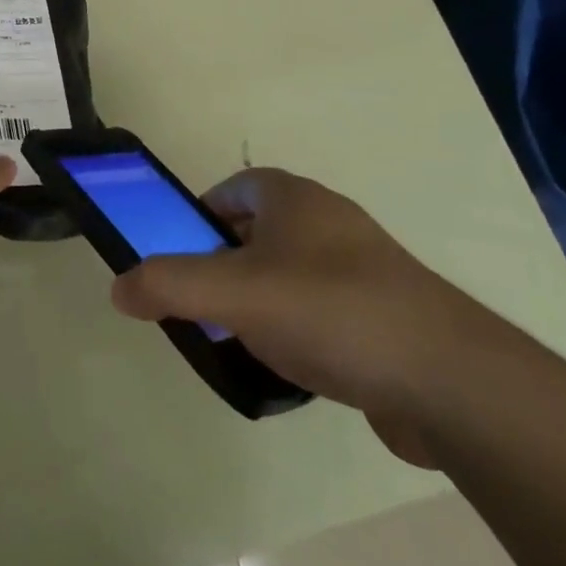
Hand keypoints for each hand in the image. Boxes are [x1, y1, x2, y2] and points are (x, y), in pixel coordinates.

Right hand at [111, 168, 511, 467]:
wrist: (447, 377)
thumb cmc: (329, 310)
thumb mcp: (234, 294)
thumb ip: (169, 284)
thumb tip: (118, 286)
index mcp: (292, 196)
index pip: (232, 188)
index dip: (200, 216)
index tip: (182, 257)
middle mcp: (328, 219)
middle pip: (258, 231)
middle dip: (226, 264)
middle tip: (206, 305)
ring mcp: (362, 265)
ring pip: (290, 272)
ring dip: (262, 300)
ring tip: (244, 342)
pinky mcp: (385, 312)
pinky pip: (324, 309)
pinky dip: (301, 329)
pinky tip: (295, 368)